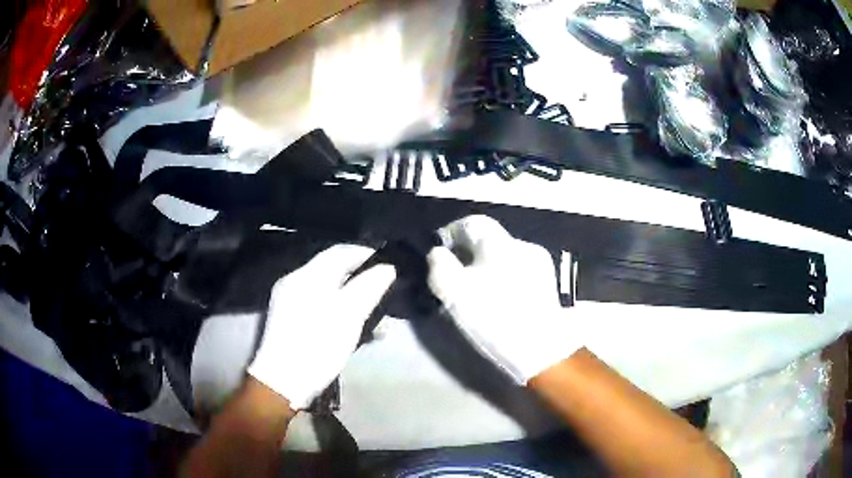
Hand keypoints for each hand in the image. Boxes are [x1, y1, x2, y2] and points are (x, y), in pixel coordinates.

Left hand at [248, 245, 395, 408]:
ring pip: (329, 291)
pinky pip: (320, 306)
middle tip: (386, 293)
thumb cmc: (317, 346)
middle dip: (362, 281)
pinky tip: (355, 330)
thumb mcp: (348, 317)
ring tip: (377, 320)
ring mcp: (290, 301)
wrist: (282, 382)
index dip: (366, 254)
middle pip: (334, 271)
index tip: (390, 263)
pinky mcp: (290, 320)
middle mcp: (295, 282)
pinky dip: (339, 312)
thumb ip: (369, 288)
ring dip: (354, 300)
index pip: (340, 252)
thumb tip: (387, 267)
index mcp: (307, 276)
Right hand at [427, 215, 580, 384]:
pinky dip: (505, 278)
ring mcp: (539, 263)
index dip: (451, 233)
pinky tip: (502, 299)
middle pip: (489, 240)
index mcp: (498, 243)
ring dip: (489, 266)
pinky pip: (519, 270)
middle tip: (456, 276)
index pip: (471, 222)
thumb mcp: (454, 293)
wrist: (541, 348)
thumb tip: (438, 252)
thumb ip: (439, 266)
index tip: (441, 253)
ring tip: (479, 290)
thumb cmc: (494, 317)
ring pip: (505, 256)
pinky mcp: (548, 282)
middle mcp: (521, 244)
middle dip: (469, 253)